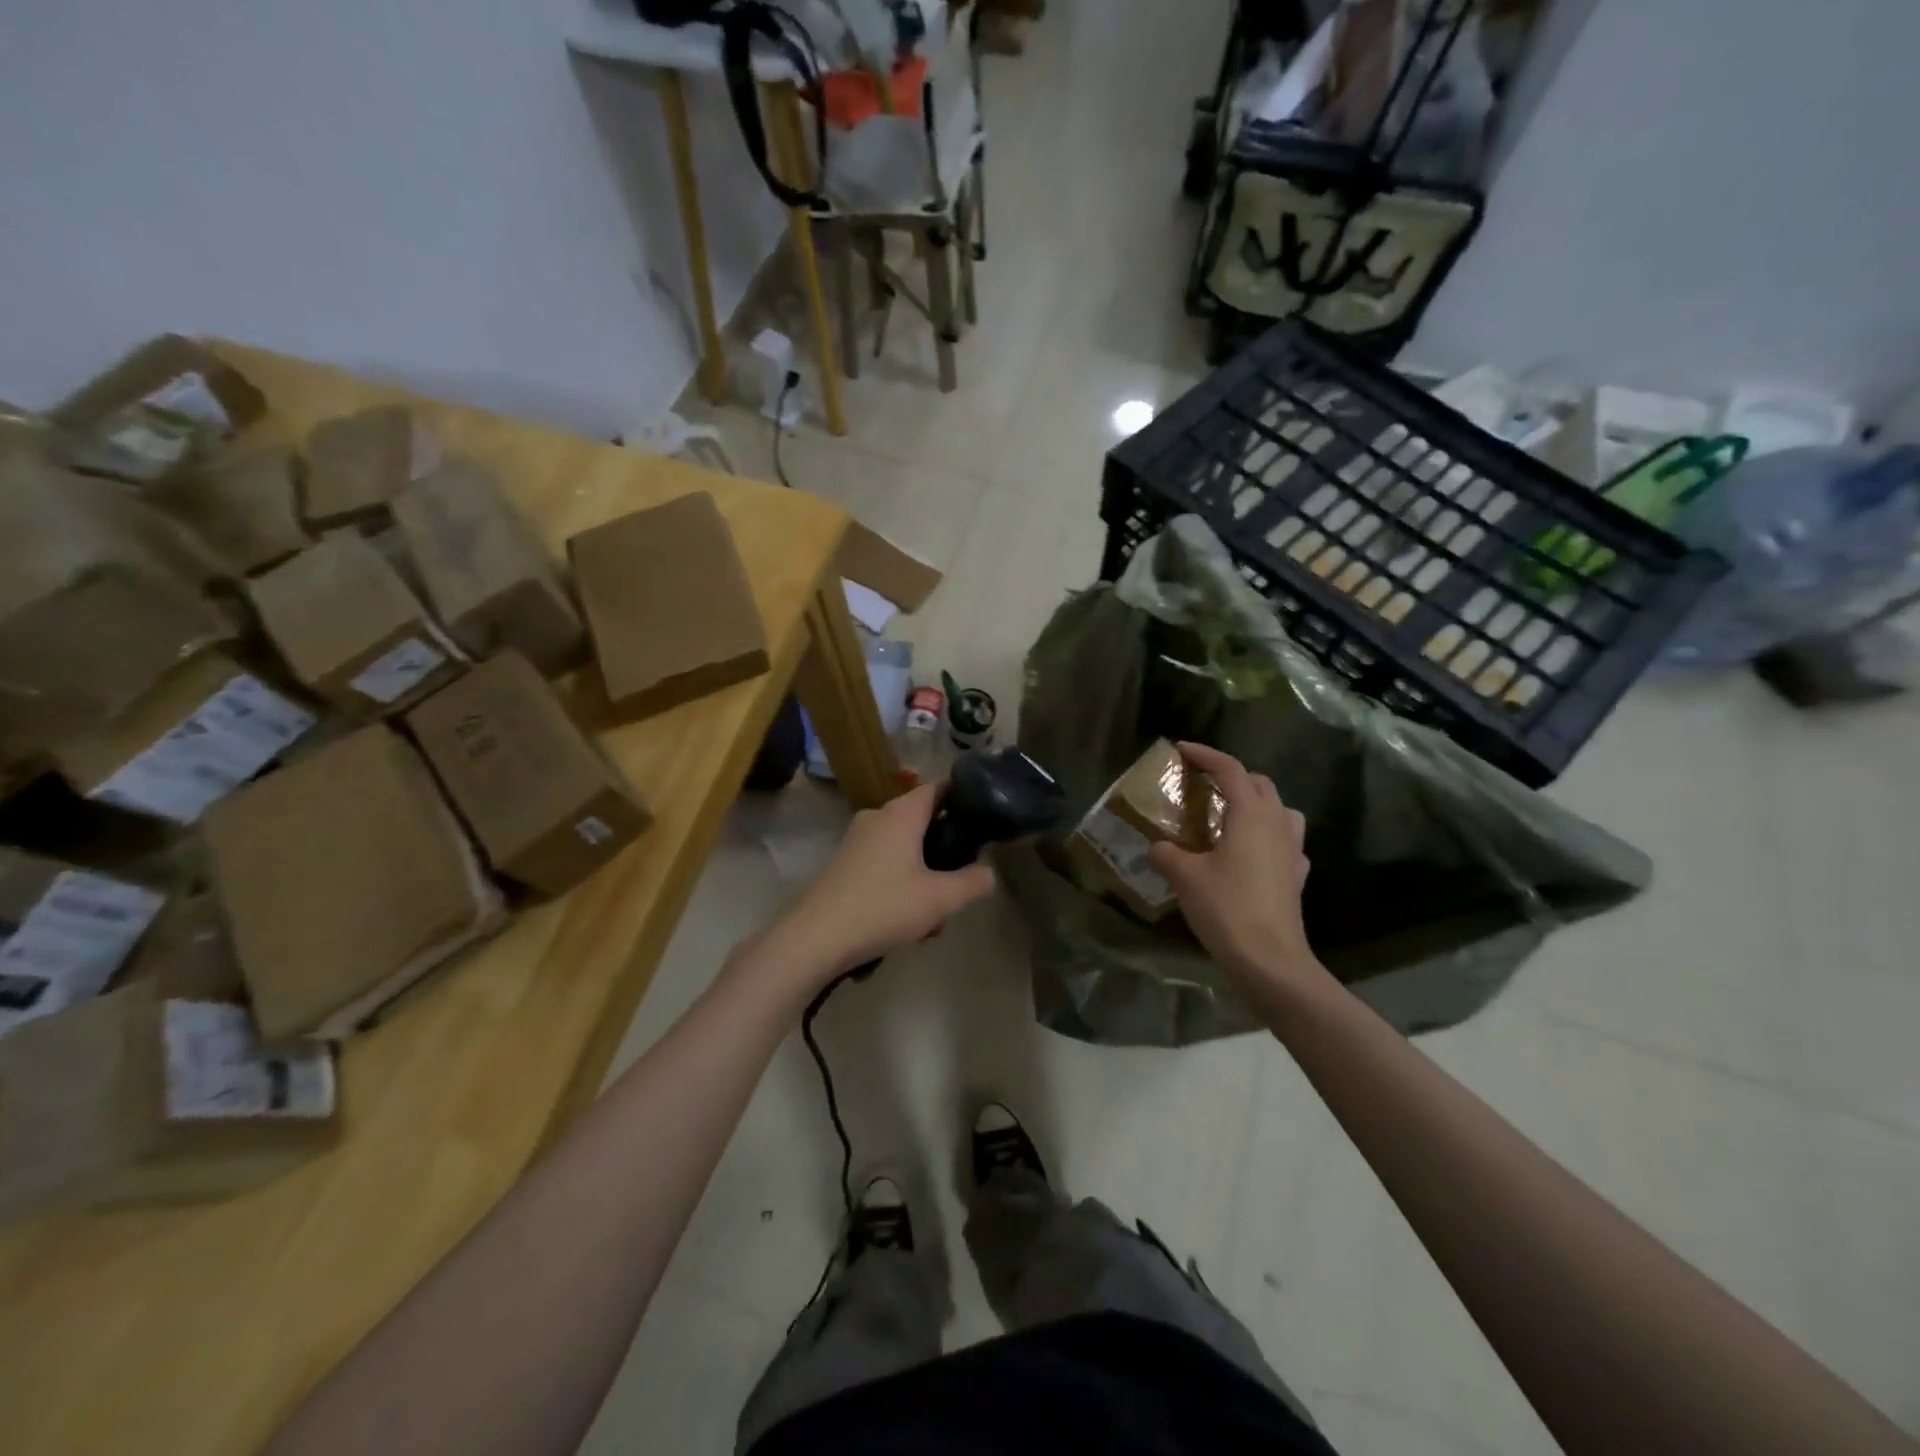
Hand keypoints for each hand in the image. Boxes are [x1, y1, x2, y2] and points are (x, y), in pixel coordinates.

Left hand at [771, 782, 996, 984]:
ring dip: (924, 877)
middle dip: (945, 851)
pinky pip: (885, 865)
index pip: (938, 788)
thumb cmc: (883, 907)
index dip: (963, 798)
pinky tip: (907, 924)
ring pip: (904, 849)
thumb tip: (988, 872)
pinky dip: (901, 885)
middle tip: (962, 881)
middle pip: (923, 821)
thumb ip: (972, 882)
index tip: (985, 817)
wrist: (815, 938)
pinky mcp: (845, 865)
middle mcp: (877, 817)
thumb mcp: (940, 899)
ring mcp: (857, 841)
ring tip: (934, 919)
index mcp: (901, 814)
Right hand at [1147, 743, 1323, 991]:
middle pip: (1259, 784)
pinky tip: (1248, 853)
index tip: (1182, 749)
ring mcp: (1292, 850)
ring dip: (1256, 803)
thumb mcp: (1185, 876)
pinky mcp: (1296, 876)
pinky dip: (1266, 835)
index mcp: (1251, 814)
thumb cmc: (1226, 908)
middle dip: (1232, 776)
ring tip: (1229, 815)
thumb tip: (1158, 847)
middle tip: (1202, 784)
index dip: (1205, 755)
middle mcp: (1277, 823)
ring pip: (1279, 810)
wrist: (1270, 960)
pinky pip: (1284, 841)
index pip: (1230, 769)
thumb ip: (1167, 853)